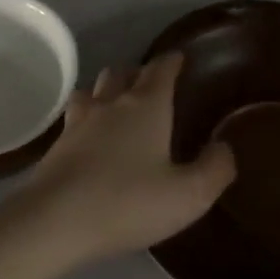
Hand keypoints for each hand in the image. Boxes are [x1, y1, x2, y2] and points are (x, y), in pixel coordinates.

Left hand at [6, 53, 235, 269]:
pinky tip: (90, 134)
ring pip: (94, 89)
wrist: (54, 221)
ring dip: (107, 89)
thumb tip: (225, 147)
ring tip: (117, 102)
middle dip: (138, 72)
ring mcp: (79, 122)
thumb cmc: (128, 203)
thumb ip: (214, 169)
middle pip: (122, 72)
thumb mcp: (188, 195)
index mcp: (146, 107)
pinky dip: (87, 115)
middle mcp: (111, 104)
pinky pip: (75, 116)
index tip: (179, 58)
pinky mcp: (57, 144)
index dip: (171, 62)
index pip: (160, 70)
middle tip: (151, 83)